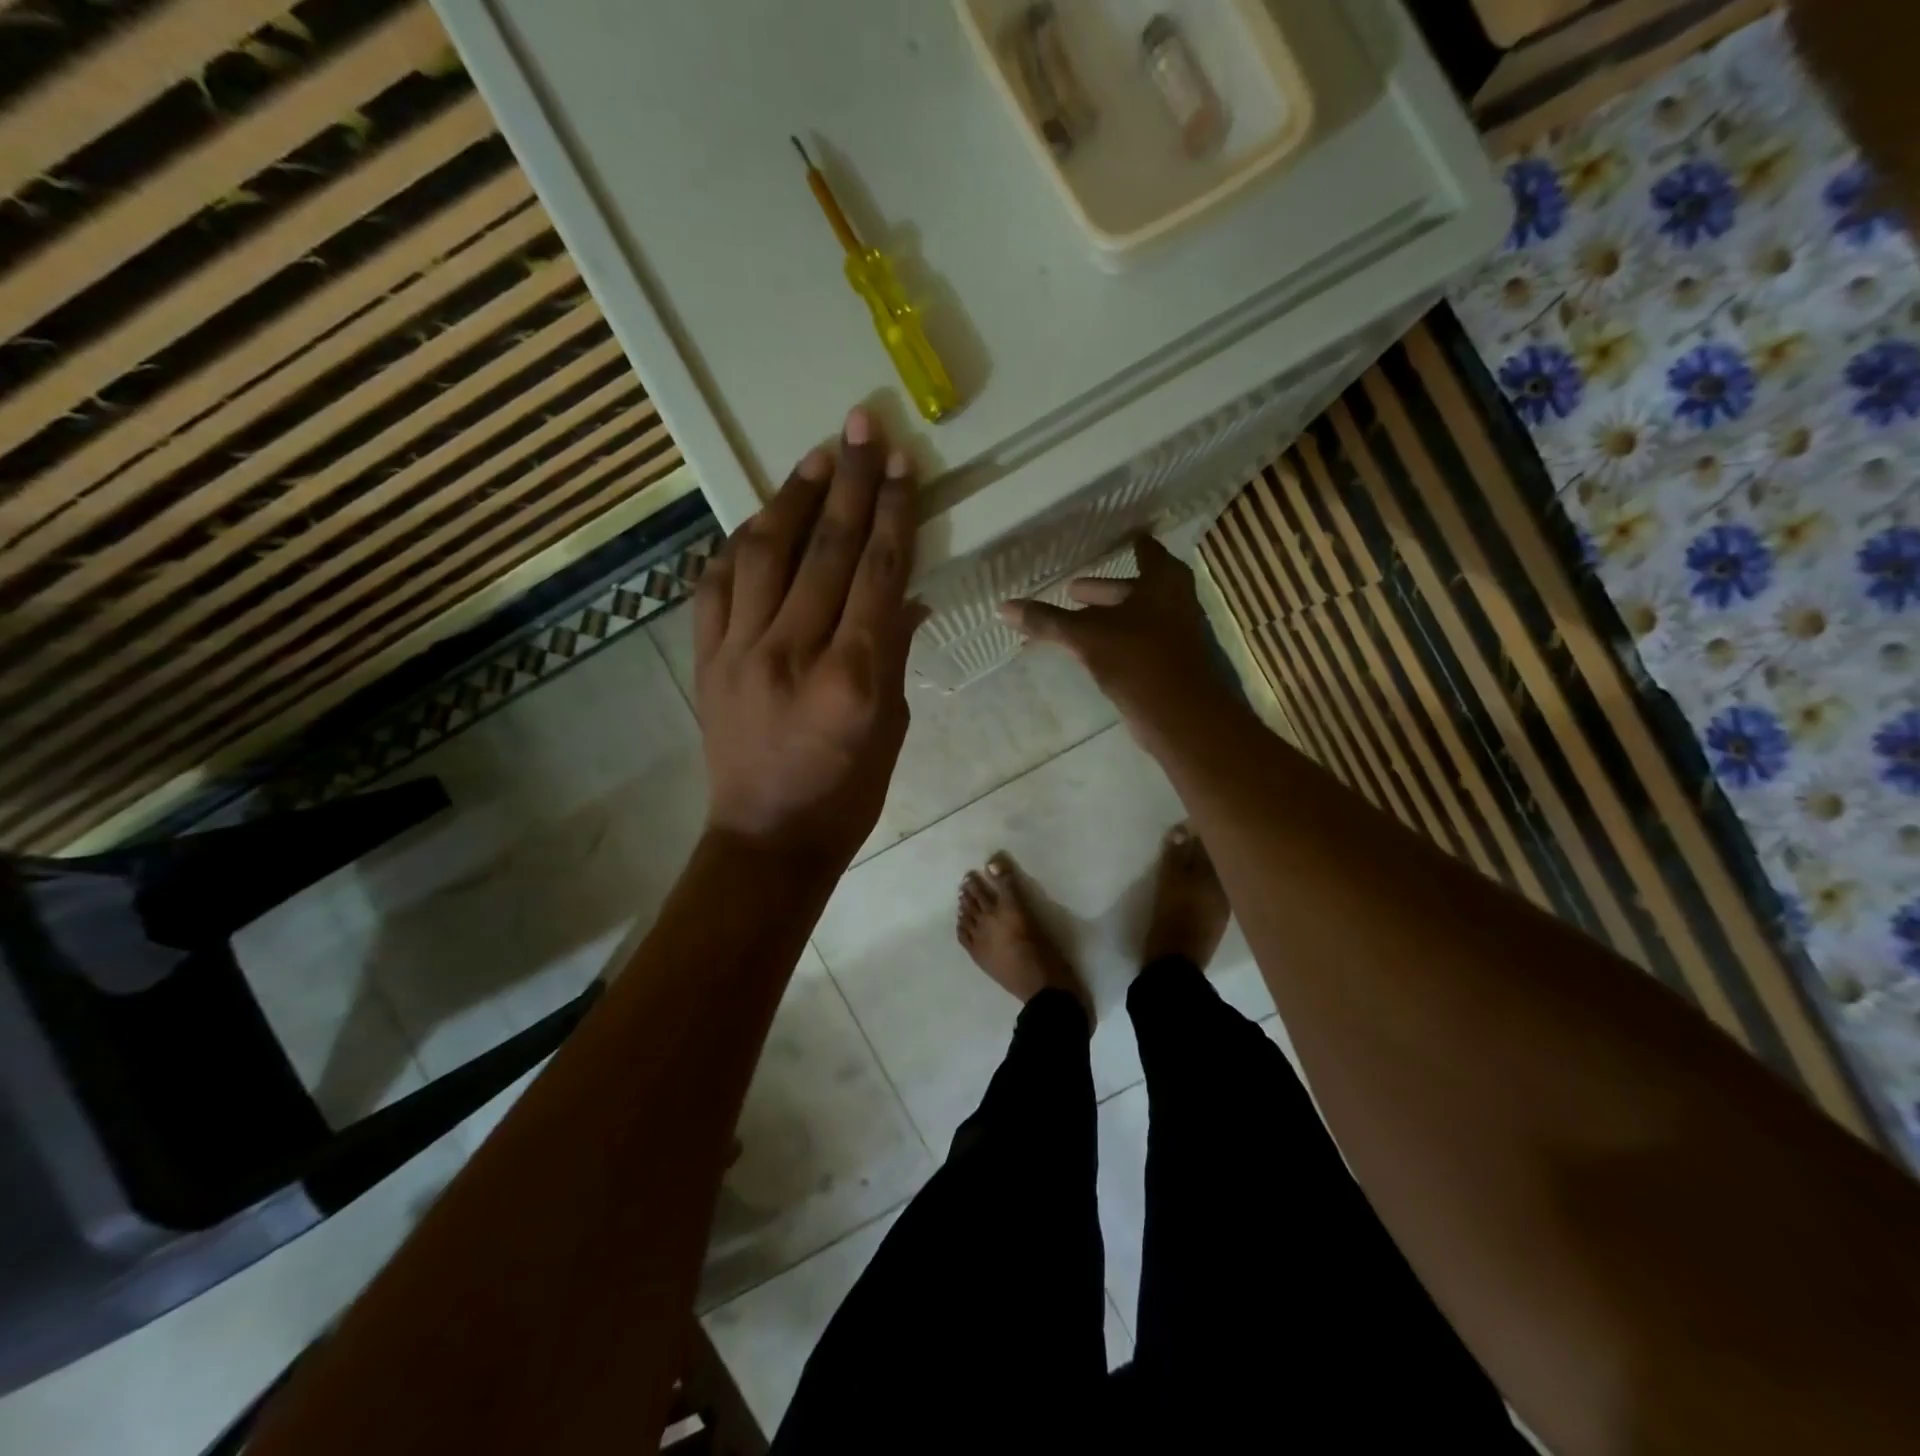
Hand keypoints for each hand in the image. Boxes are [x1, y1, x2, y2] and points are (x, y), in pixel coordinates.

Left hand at [693, 407, 923, 865]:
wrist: (766, 839)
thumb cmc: (846, 796)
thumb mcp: (891, 730)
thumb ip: (895, 655)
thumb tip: (906, 596)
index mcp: (852, 677)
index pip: (877, 573)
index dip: (893, 512)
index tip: (903, 463)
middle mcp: (792, 652)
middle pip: (825, 549)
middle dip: (849, 481)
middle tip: (862, 426)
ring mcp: (739, 652)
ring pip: (764, 553)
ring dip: (792, 498)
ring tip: (815, 457)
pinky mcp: (706, 660)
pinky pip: (716, 585)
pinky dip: (739, 546)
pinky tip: (759, 521)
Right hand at [998, 535, 1228, 741]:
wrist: (1182, 716)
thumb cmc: (1137, 659)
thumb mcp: (1086, 636)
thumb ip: (1047, 621)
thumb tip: (1002, 607)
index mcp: (1162, 580)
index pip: (1143, 548)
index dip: (1124, 542)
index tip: (1103, 538)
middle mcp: (1175, 599)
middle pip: (1134, 587)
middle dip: (1102, 590)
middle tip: (1071, 589)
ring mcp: (1176, 632)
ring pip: (1135, 616)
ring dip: (1107, 617)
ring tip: (1074, 621)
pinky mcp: (1170, 662)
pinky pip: (1136, 641)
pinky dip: (1114, 640)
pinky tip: (1091, 651)